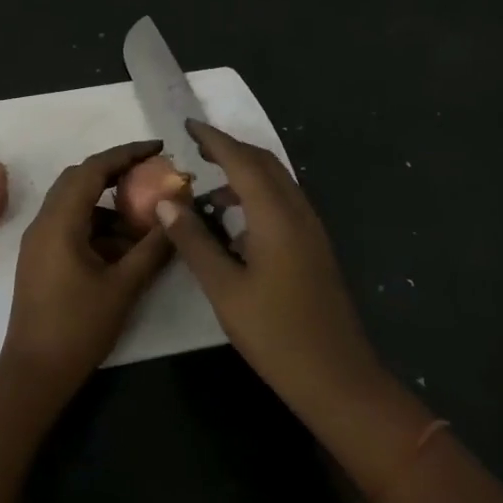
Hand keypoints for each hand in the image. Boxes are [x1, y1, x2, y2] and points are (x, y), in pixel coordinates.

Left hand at [0, 140, 173, 400]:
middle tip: (152, 176)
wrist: (34, 373)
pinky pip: (71, 226)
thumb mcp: (124, 286)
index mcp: (59, 222)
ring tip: (145, 220)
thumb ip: (153, 247)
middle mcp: (43, 223)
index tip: (157, 148)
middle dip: (117, 174)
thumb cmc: (78, 328)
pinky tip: (125, 247)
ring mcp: (39, 241)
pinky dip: (98, 226)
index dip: (126, 154)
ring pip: (75, 204)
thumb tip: (177, 213)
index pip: (93, 169)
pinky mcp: (41, 258)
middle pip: (79, 180)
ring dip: (109, 205)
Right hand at [155, 120, 383, 412]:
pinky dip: (257, 195)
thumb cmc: (275, 334)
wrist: (336, 376)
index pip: (242, 161)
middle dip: (230, 149)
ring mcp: (311, 228)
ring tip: (207, 189)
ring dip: (244, 173)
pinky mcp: (314, 246)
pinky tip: (235, 220)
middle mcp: (298, 211)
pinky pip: (283, 202)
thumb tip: (166, 202)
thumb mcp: (224, 289)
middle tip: (195, 150)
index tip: (188, 126)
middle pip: (264, 163)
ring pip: (277, 182)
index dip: (214, 140)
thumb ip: (194, 242)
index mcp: (276, 216)